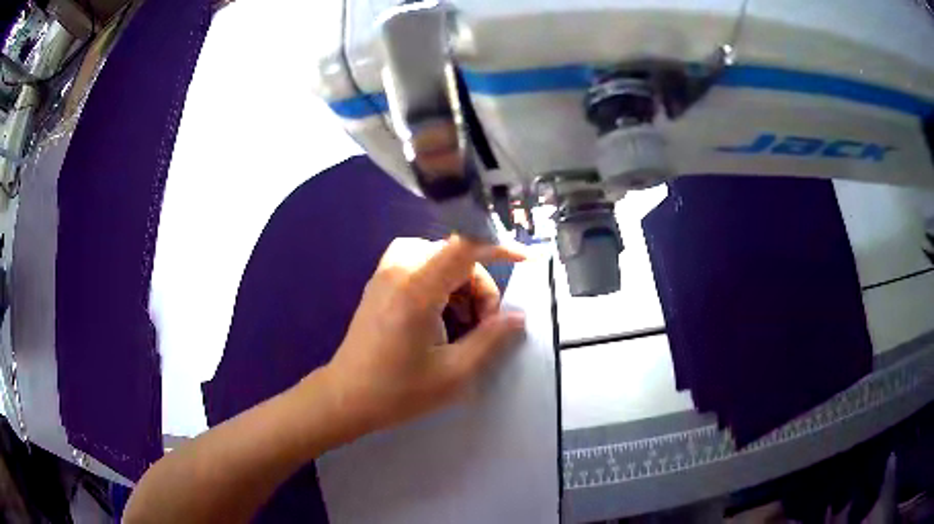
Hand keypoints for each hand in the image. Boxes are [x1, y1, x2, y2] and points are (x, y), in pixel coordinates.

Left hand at [319, 236, 526, 436]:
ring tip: (464, 325)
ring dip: (462, 285)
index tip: (526, 263)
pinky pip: (421, 265)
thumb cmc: (398, 390)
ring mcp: (385, 273)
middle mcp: (399, 269)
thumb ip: (491, 339)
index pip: (465, 246)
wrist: (346, 397)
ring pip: (440, 259)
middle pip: (456, 255)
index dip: (500, 248)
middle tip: (484, 326)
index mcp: (416, 288)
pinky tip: (442, 316)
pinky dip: (441, 284)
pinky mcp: (380, 282)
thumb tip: (519, 316)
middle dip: (480, 286)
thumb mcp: (454, 372)